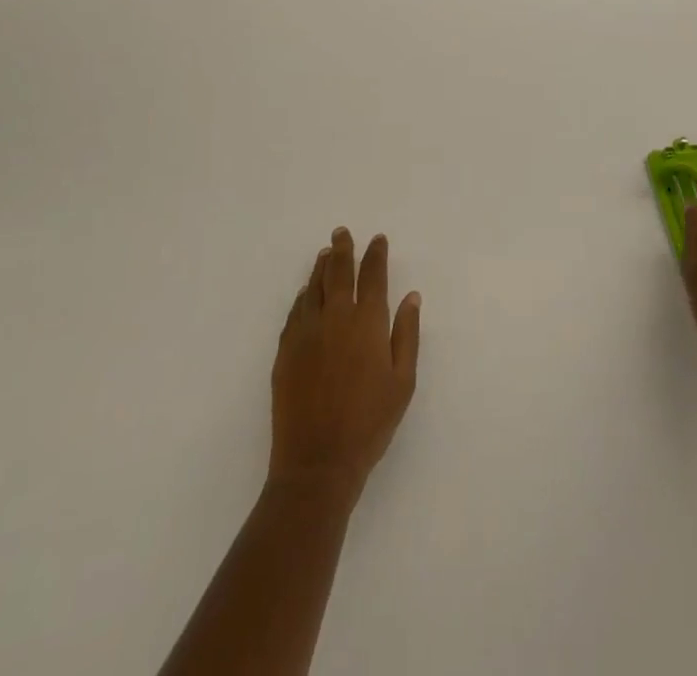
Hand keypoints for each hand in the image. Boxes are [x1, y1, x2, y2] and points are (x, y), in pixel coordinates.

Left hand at [269, 228, 421, 503]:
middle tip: (341, 233)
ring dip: (321, 267)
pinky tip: (306, 293)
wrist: (317, 463)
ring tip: (325, 253)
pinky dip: (303, 296)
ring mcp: (306, 333)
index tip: (378, 240)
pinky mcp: (285, 351)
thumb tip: (411, 297)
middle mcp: (335, 318)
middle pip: (339, 272)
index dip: (376, 255)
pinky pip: (295, 311)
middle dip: (343, 249)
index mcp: (368, 323)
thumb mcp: (402, 381)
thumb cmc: (370, 423)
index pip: (373, 276)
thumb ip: (407, 334)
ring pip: (314, 287)